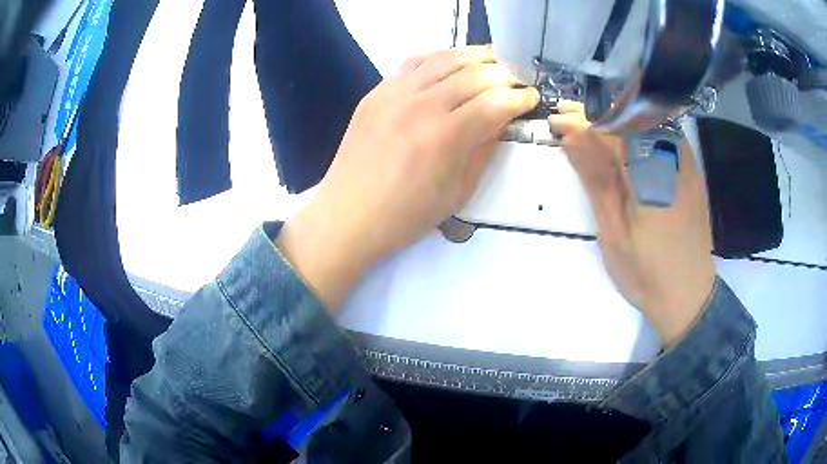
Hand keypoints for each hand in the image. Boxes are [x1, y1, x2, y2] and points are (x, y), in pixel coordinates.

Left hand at [277, 47, 538, 310]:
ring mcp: (395, 93)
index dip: (520, 97)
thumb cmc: (406, 215)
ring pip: (445, 58)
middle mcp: (422, 105)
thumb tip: (501, 121)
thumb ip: (484, 150)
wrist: (349, 215)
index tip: (530, 99)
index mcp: (446, 137)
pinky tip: (451, 63)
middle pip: (475, 73)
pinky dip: (439, 57)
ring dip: (476, 57)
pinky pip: (414, 61)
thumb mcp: (458, 191)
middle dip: (505, 74)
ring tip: (491, 63)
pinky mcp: (376, 92)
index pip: (496, 102)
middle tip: (515, 83)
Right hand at [549, 102, 715, 345]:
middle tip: (567, 120)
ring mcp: (686, 162)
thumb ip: (595, 178)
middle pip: (630, 119)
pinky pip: (662, 138)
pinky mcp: (691, 171)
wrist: (689, 296)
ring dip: (616, 124)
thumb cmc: (647, 271)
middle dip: (596, 117)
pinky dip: (637, 135)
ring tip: (589, 130)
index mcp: (652, 170)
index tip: (556, 120)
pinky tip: (622, 143)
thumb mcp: (613, 230)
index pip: (611, 127)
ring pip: (646, 124)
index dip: (581, 120)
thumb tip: (570, 137)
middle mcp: (673, 156)